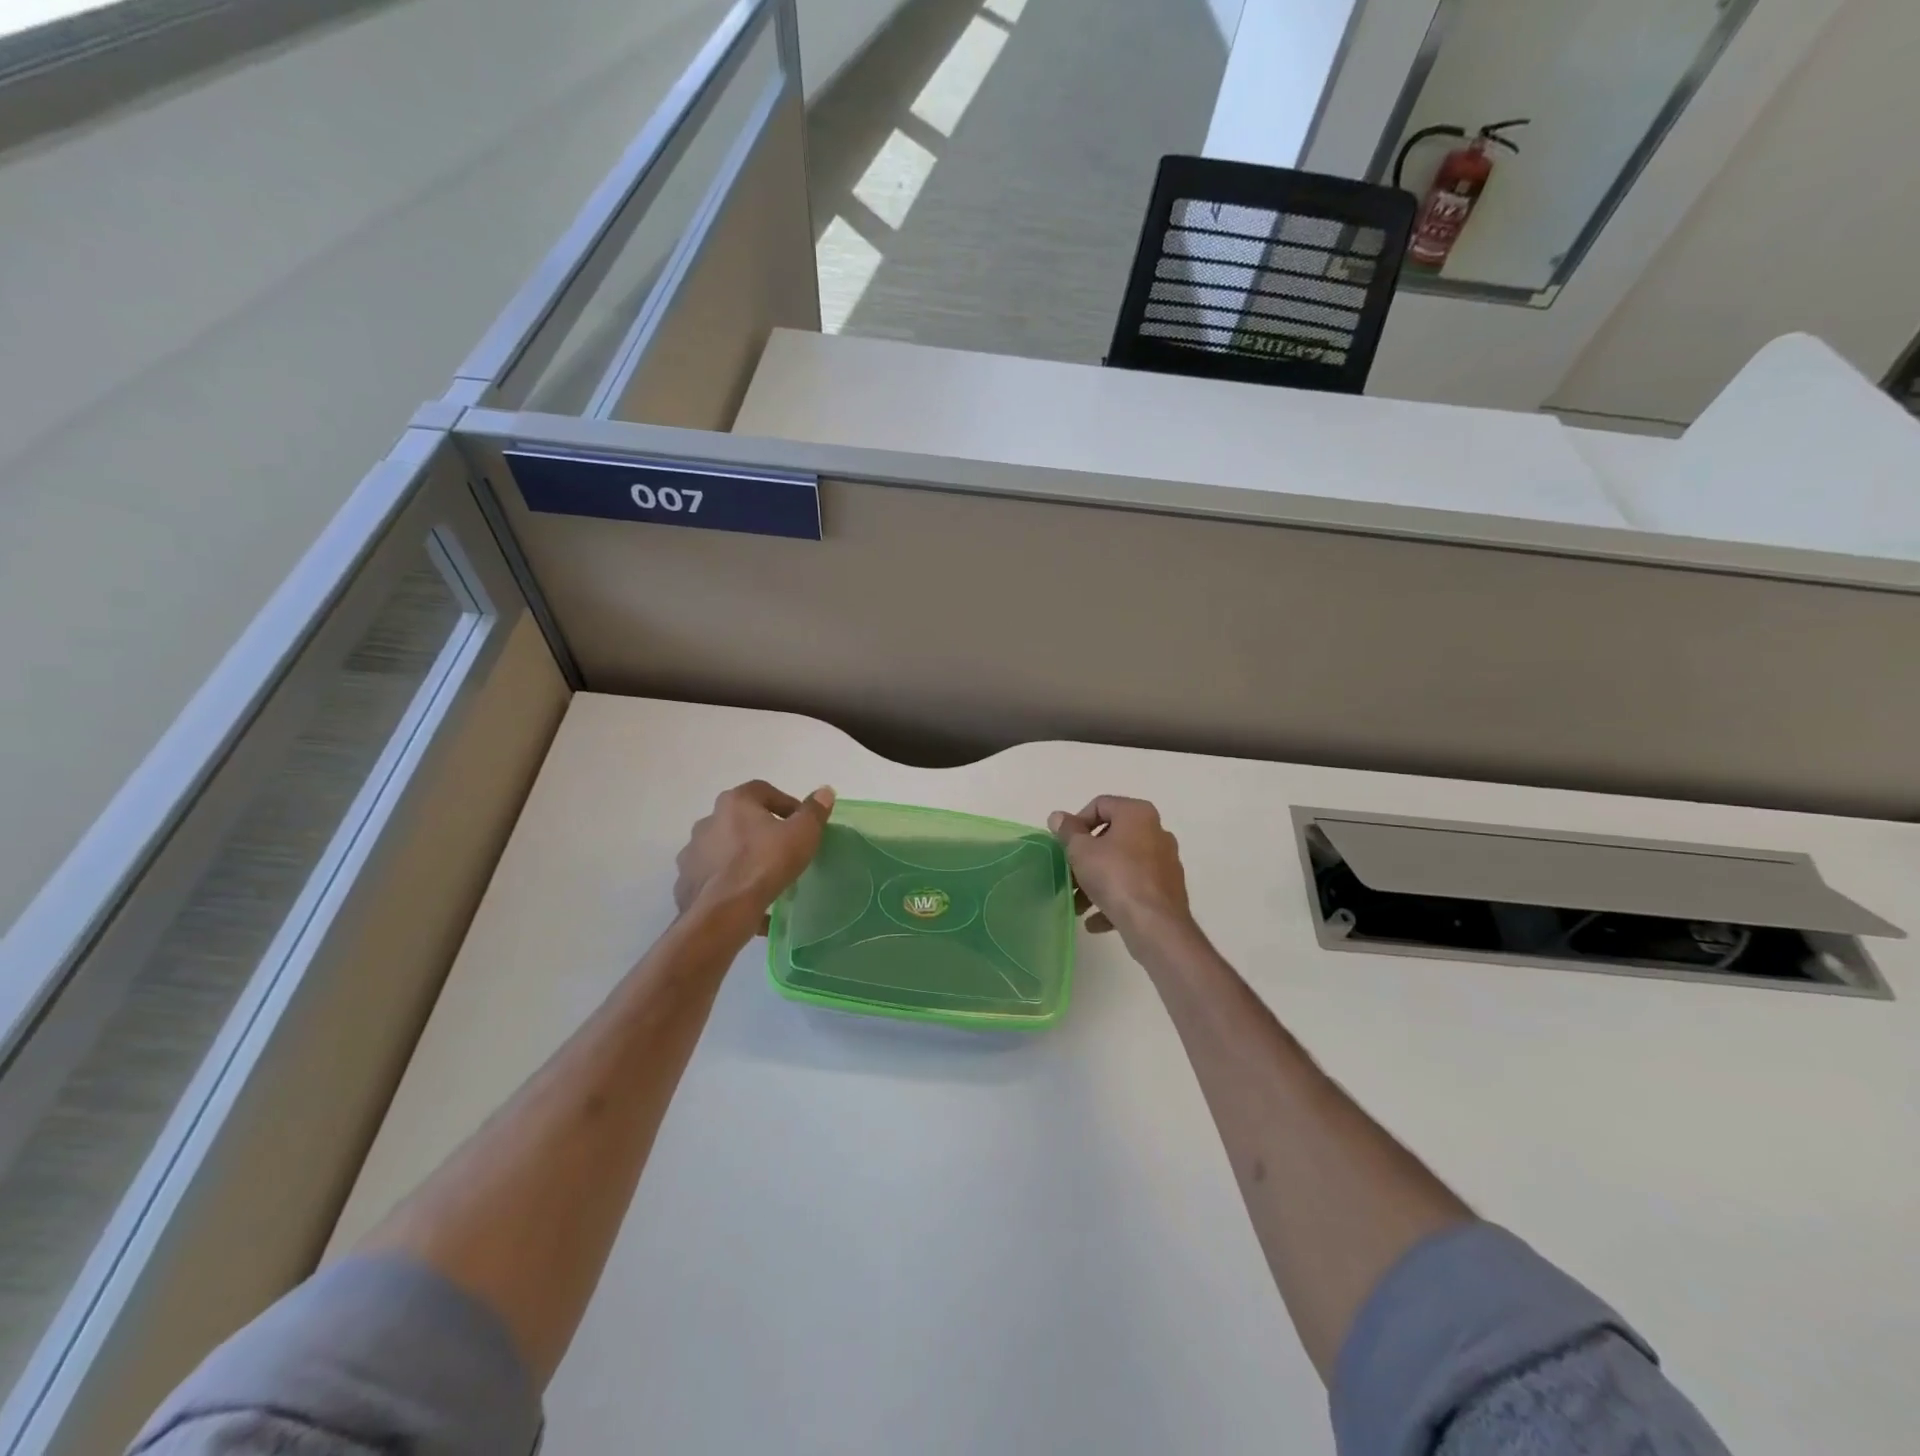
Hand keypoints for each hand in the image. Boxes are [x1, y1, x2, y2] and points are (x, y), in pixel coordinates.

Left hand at [675, 780, 834, 929]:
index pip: (763, 791)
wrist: (723, 912)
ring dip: (743, 858)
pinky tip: (747, 901)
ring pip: (724, 850)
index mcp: (734, 802)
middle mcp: (708, 821)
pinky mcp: (686, 882)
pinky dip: (729, 884)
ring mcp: (692, 853)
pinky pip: (714, 878)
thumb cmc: (765, 864)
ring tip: (765, 879)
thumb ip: (814, 811)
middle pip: (741, 820)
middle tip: (783, 850)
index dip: (785, 804)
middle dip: (762, 832)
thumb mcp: (802, 834)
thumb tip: (824, 791)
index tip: (800, 823)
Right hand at [1048, 796, 1192, 940]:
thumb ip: (1067, 831)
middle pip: (1112, 838)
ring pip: (1122, 866)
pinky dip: (1115, 900)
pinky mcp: (1167, 890)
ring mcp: (1165, 863)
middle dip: (1086, 858)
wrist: (1155, 924)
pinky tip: (1095, 921)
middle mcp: (1156, 832)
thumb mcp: (1081, 851)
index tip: (1065, 844)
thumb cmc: (1115, 876)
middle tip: (1069, 874)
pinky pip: (1134, 889)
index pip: (1100, 805)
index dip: (1077, 822)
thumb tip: (1058, 817)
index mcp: (1138, 814)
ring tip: (1078, 905)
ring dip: (1096, 883)